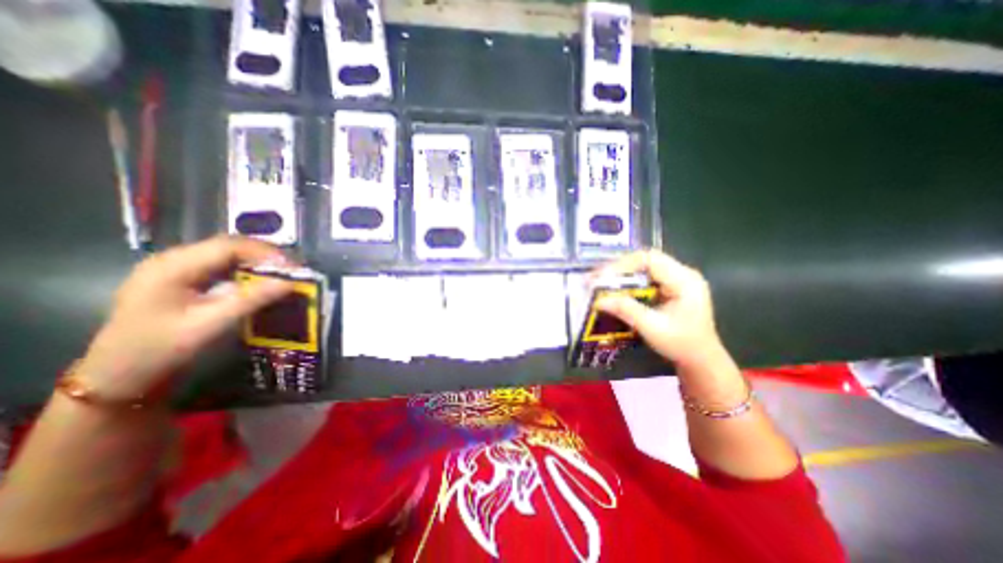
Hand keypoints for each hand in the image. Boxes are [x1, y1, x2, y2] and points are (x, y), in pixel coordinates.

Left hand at [72, 235, 293, 400]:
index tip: (294, 268)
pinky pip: (222, 268)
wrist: (117, 377)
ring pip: (228, 256)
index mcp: (172, 266)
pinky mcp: (183, 280)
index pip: (229, 246)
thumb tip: (290, 283)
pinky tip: (260, 282)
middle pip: (229, 247)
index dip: (266, 253)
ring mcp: (176, 269)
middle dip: (265, 256)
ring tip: (283, 275)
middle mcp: (173, 260)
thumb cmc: (159, 350)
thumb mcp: (209, 325)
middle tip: (294, 271)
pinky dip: (247, 272)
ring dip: (258, 263)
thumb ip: (251, 300)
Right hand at [589, 251, 724, 370]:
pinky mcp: (670, 287)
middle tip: (596, 278)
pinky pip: (645, 277)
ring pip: (643, 267)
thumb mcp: (652, 328)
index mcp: (684, 280)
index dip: (623, 264)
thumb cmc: (682, 345)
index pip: (650, 259)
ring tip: (600, 282)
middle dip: (618, 268)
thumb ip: (626, 310)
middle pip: (645, 260)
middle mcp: (682, 274)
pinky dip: (628, 282)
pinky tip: (615, 289)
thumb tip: (599, 301)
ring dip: (621, 274)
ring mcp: (676, 279)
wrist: (701, 360)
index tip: (603, 277)